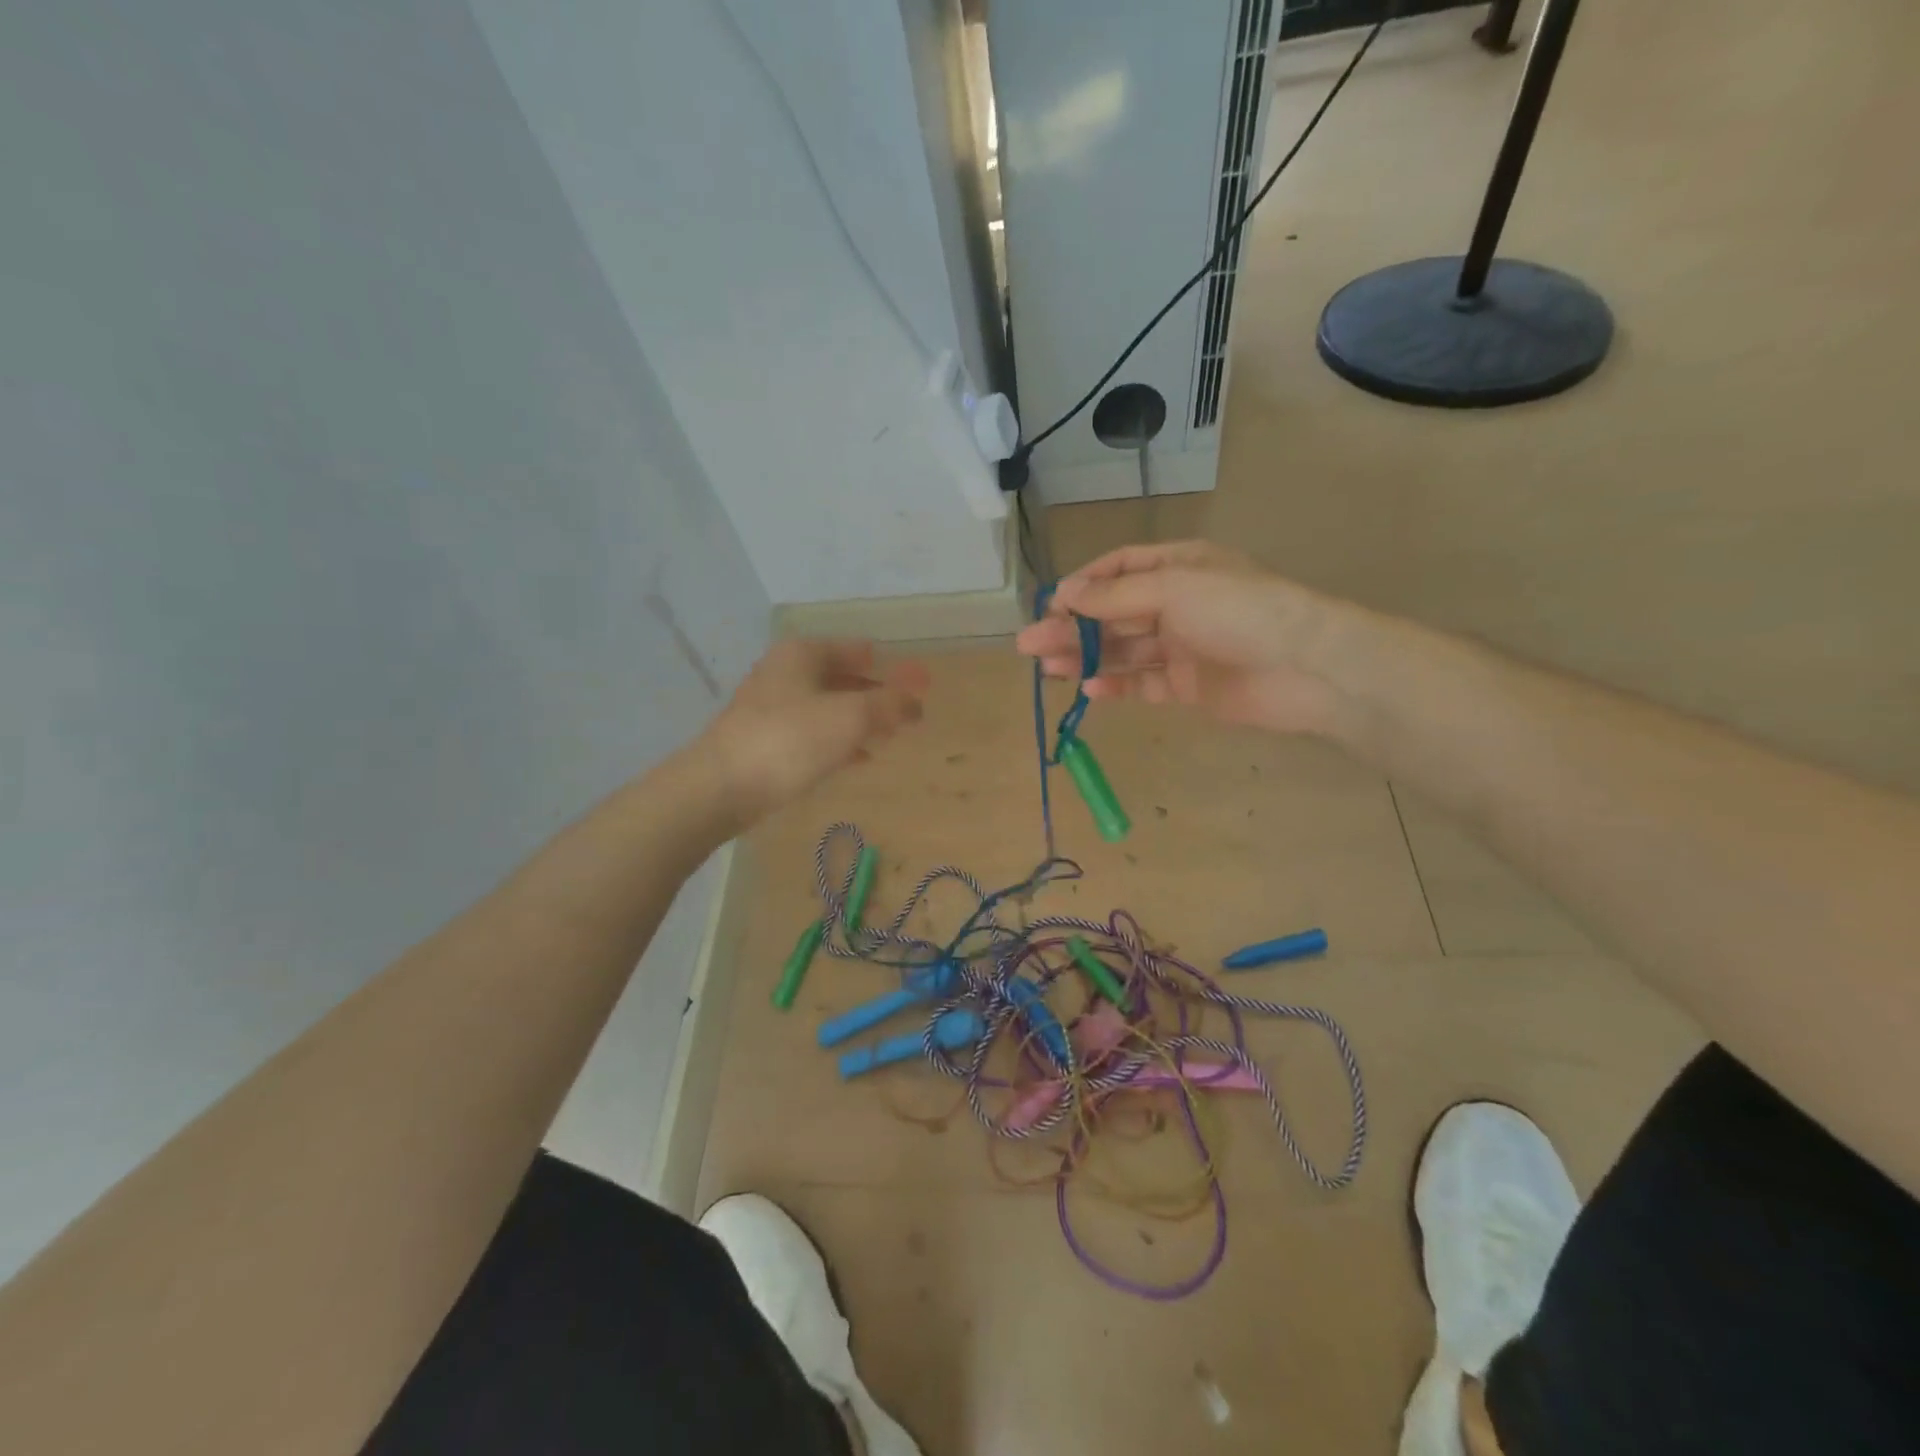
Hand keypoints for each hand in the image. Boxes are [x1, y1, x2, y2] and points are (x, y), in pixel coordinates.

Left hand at [701, 638, 928, 822]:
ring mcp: (770, 708)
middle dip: (873, 694)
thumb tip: (918, 699)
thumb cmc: (791, 739)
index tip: (915, 683)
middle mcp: (784, 673)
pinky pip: (812, 734)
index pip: (856, 649)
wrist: (722, 786)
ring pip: (826, 707)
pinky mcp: (764, 741)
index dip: (888, 665)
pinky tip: (857, 759)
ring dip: (857, 720)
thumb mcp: (852, 717)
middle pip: (841, 677)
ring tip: (888, 737)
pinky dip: (837, 741)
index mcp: (802, 654)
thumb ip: (890, 705)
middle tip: (905, 713)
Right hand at [1016, 542, 1340, 734]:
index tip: (1050, 607)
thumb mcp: (1174, 589)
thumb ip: (1116, 596)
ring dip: (1086, 657)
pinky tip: (1089, 690)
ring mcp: (1182, 646)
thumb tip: (1065, 595)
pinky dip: (1117, 686)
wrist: (1306, 668)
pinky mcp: (1188, 686)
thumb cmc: (1240, 611)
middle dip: (1072, 628)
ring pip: (1123, 650)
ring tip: (1047, 669)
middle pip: (1113, 614)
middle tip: (1029, 645)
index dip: (1083, 586)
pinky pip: (1144, 683)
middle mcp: (1176, 603)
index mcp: (1178, 567)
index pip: (1119, 569)